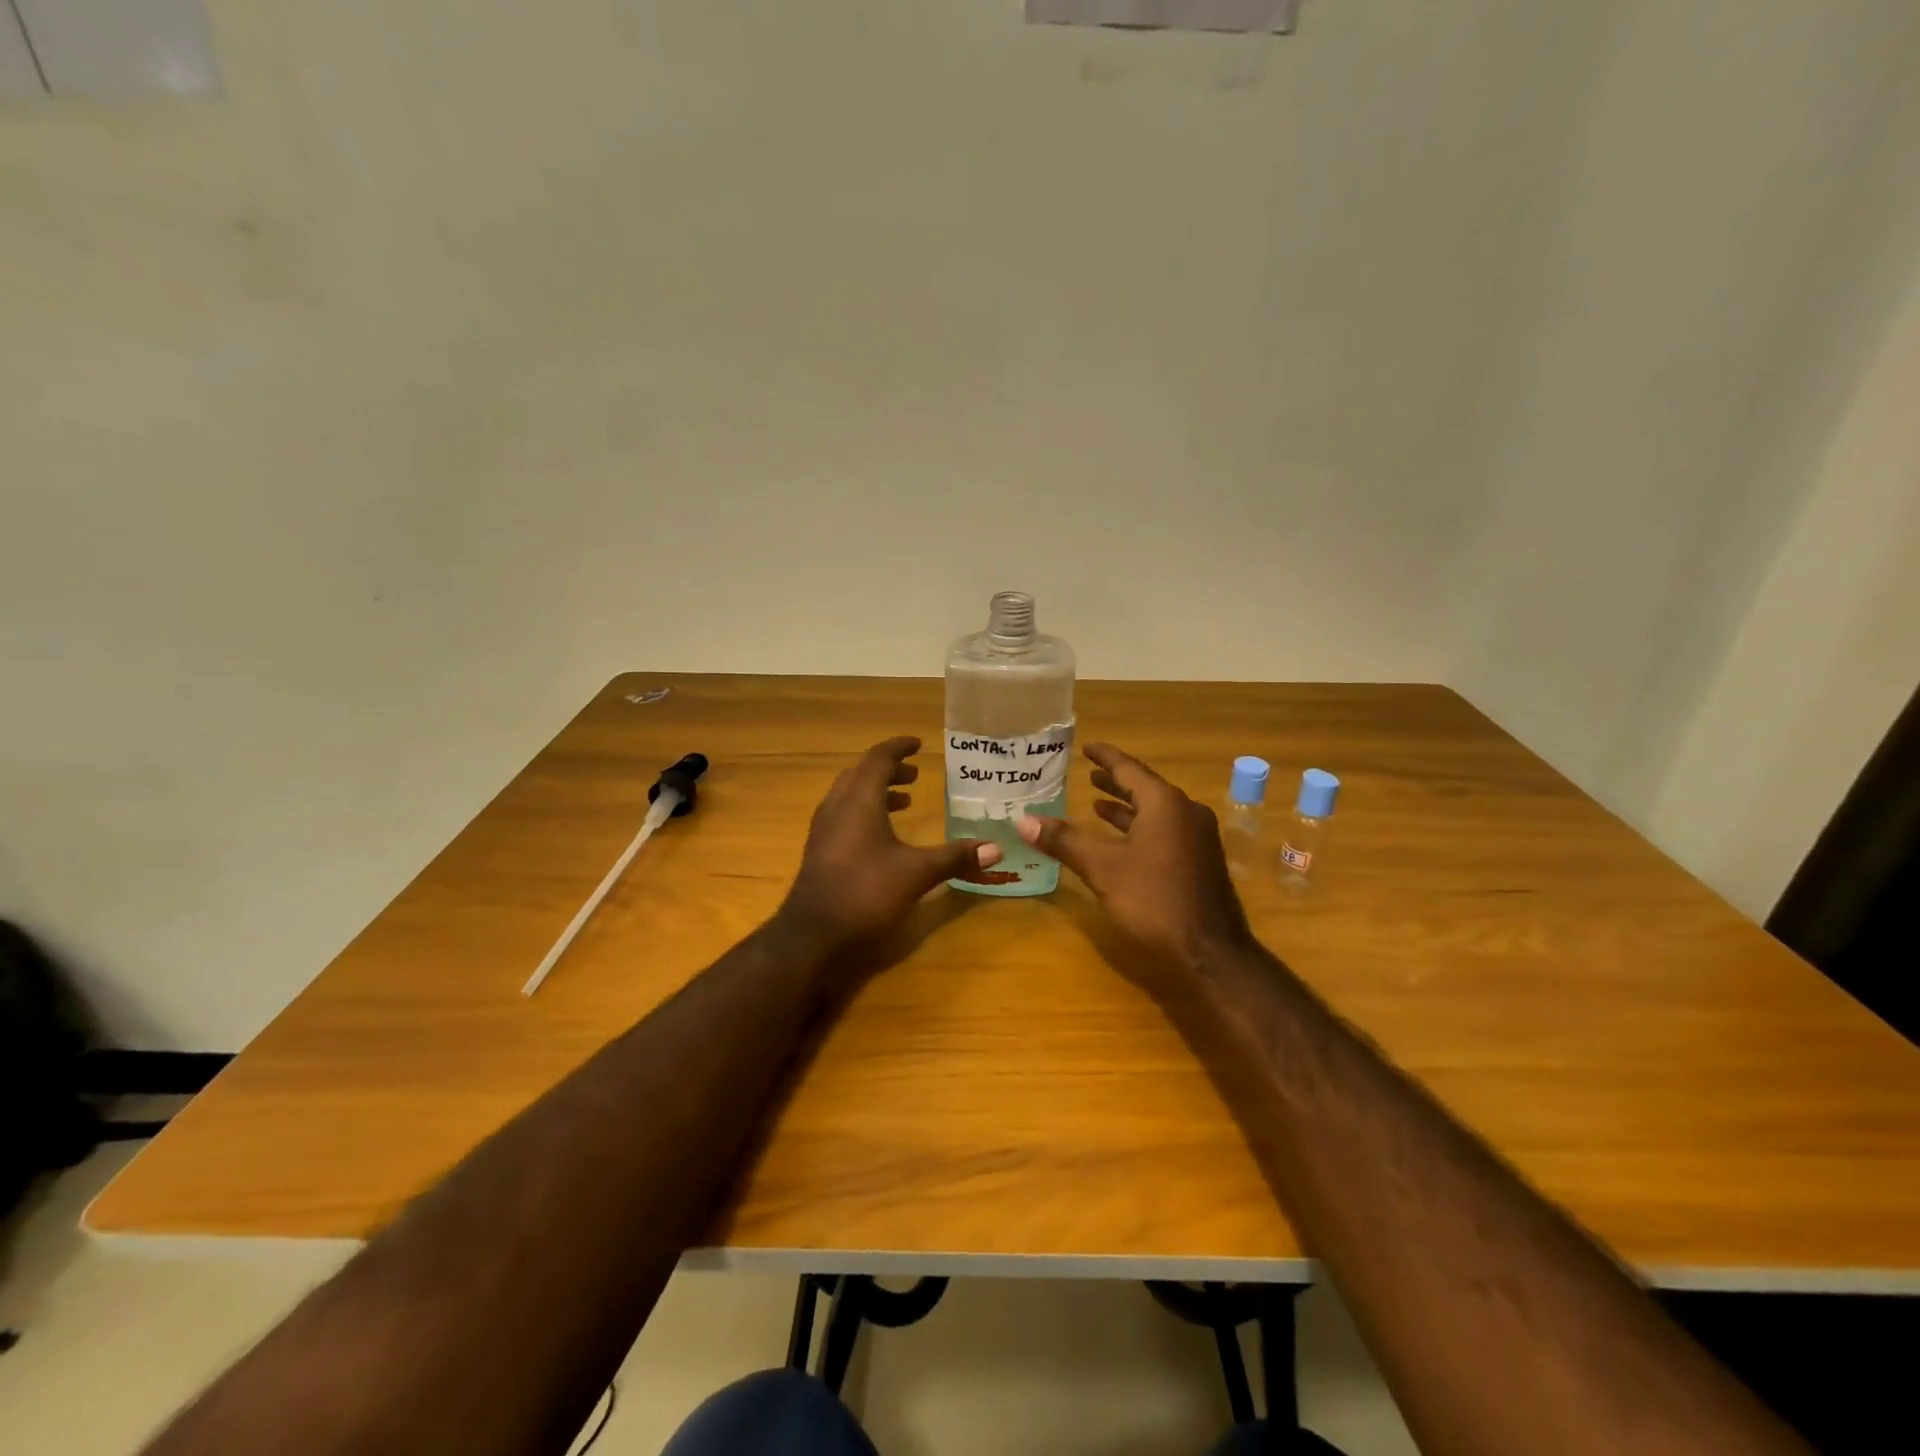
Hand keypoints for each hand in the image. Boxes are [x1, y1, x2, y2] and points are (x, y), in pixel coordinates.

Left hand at [776, 736, 1001, 956]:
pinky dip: (865, 812)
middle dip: (889, 770)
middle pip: (862, 773)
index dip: (898, 748)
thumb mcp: (916, 873)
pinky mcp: (819, 850)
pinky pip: (843, 815)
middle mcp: (837, 806)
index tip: (918, 744)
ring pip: (850, 795)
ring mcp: (824, 829)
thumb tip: (996, 850)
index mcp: (859, 801)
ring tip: (904, 801)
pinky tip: (882, 836)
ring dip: (876, 791)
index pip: (878, 758)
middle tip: (915, 775)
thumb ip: (955, 858)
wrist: (812, 935)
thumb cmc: (865, 892)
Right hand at [1016, 742, 1252, 974]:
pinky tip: (1123, 841)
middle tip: (1088, 773)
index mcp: (1165, 804)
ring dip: (1127, 807)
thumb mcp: (1103, 869)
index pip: (1129, 769)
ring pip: (1156, 812)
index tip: (1087, 747)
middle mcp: (1186, 812)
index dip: (1105, 757)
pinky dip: (1141, 827)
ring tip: (1097, 804)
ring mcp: (1198, 837)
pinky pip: (1165, 830)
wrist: (1211, 952)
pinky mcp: (1200, 860)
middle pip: (1145, 788)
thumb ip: (1065, 841)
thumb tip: (1023, 821)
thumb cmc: (1154, 900)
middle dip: (1115, 781)